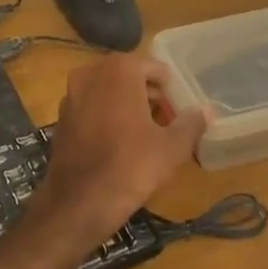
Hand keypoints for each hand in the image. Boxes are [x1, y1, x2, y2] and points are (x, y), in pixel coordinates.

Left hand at [41, 54, 208, 231]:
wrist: (79, 202)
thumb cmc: (131, 166)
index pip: (152, 67)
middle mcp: (90, 74)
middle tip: (165, 117)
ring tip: (145, 130)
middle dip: (146, 92)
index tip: (178, 106)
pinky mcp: (61, 118)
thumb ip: (191, 123)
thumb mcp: (172, 147)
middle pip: (127, 75)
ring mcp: (71, 95)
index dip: (168, 86)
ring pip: (106, 90)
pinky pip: (90, 107)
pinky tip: (118, 141)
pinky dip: (105, 115)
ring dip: (125, 102)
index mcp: (119, 71)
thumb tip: (206, 110)